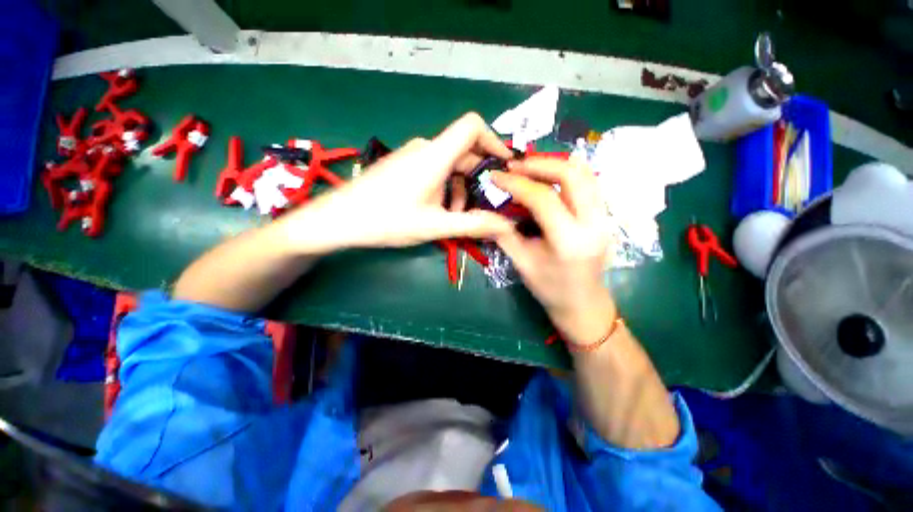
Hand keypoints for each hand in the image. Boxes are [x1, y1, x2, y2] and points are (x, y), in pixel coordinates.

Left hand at [293, 113, 514, 250]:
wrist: (339, 219)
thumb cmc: (386, 220)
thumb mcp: (435, 226)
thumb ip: (472, 224)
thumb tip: (505, 226)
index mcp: (435, 155)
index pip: (473, 126)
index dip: (494, 141)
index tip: (503, 167)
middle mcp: (425, 148)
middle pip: (464, 152)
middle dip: (477, 180)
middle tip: (482, 207)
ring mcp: (412, 156)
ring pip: (450, 165)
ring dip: (460, 189)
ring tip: (455, 216)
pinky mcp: (404, 166)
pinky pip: (434, 170)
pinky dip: (445, 188)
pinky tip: (437, 210)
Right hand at [491, 158, 616, 345]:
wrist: (583, 303)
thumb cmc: (549, 288)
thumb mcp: (521, 262)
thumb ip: (503, 233)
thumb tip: (483, 210)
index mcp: (569, 241)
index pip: (543, 198)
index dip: (516, 184)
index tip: (496, 176)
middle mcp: (594, 223)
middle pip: (572, 175)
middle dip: (539, 164)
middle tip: (514, 166)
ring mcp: (605, 217)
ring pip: (586, 174)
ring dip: (555, 165)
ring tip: (529, 167)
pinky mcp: (605, 216)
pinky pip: (590, 183)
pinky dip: (568, 173)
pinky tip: (549, 175)